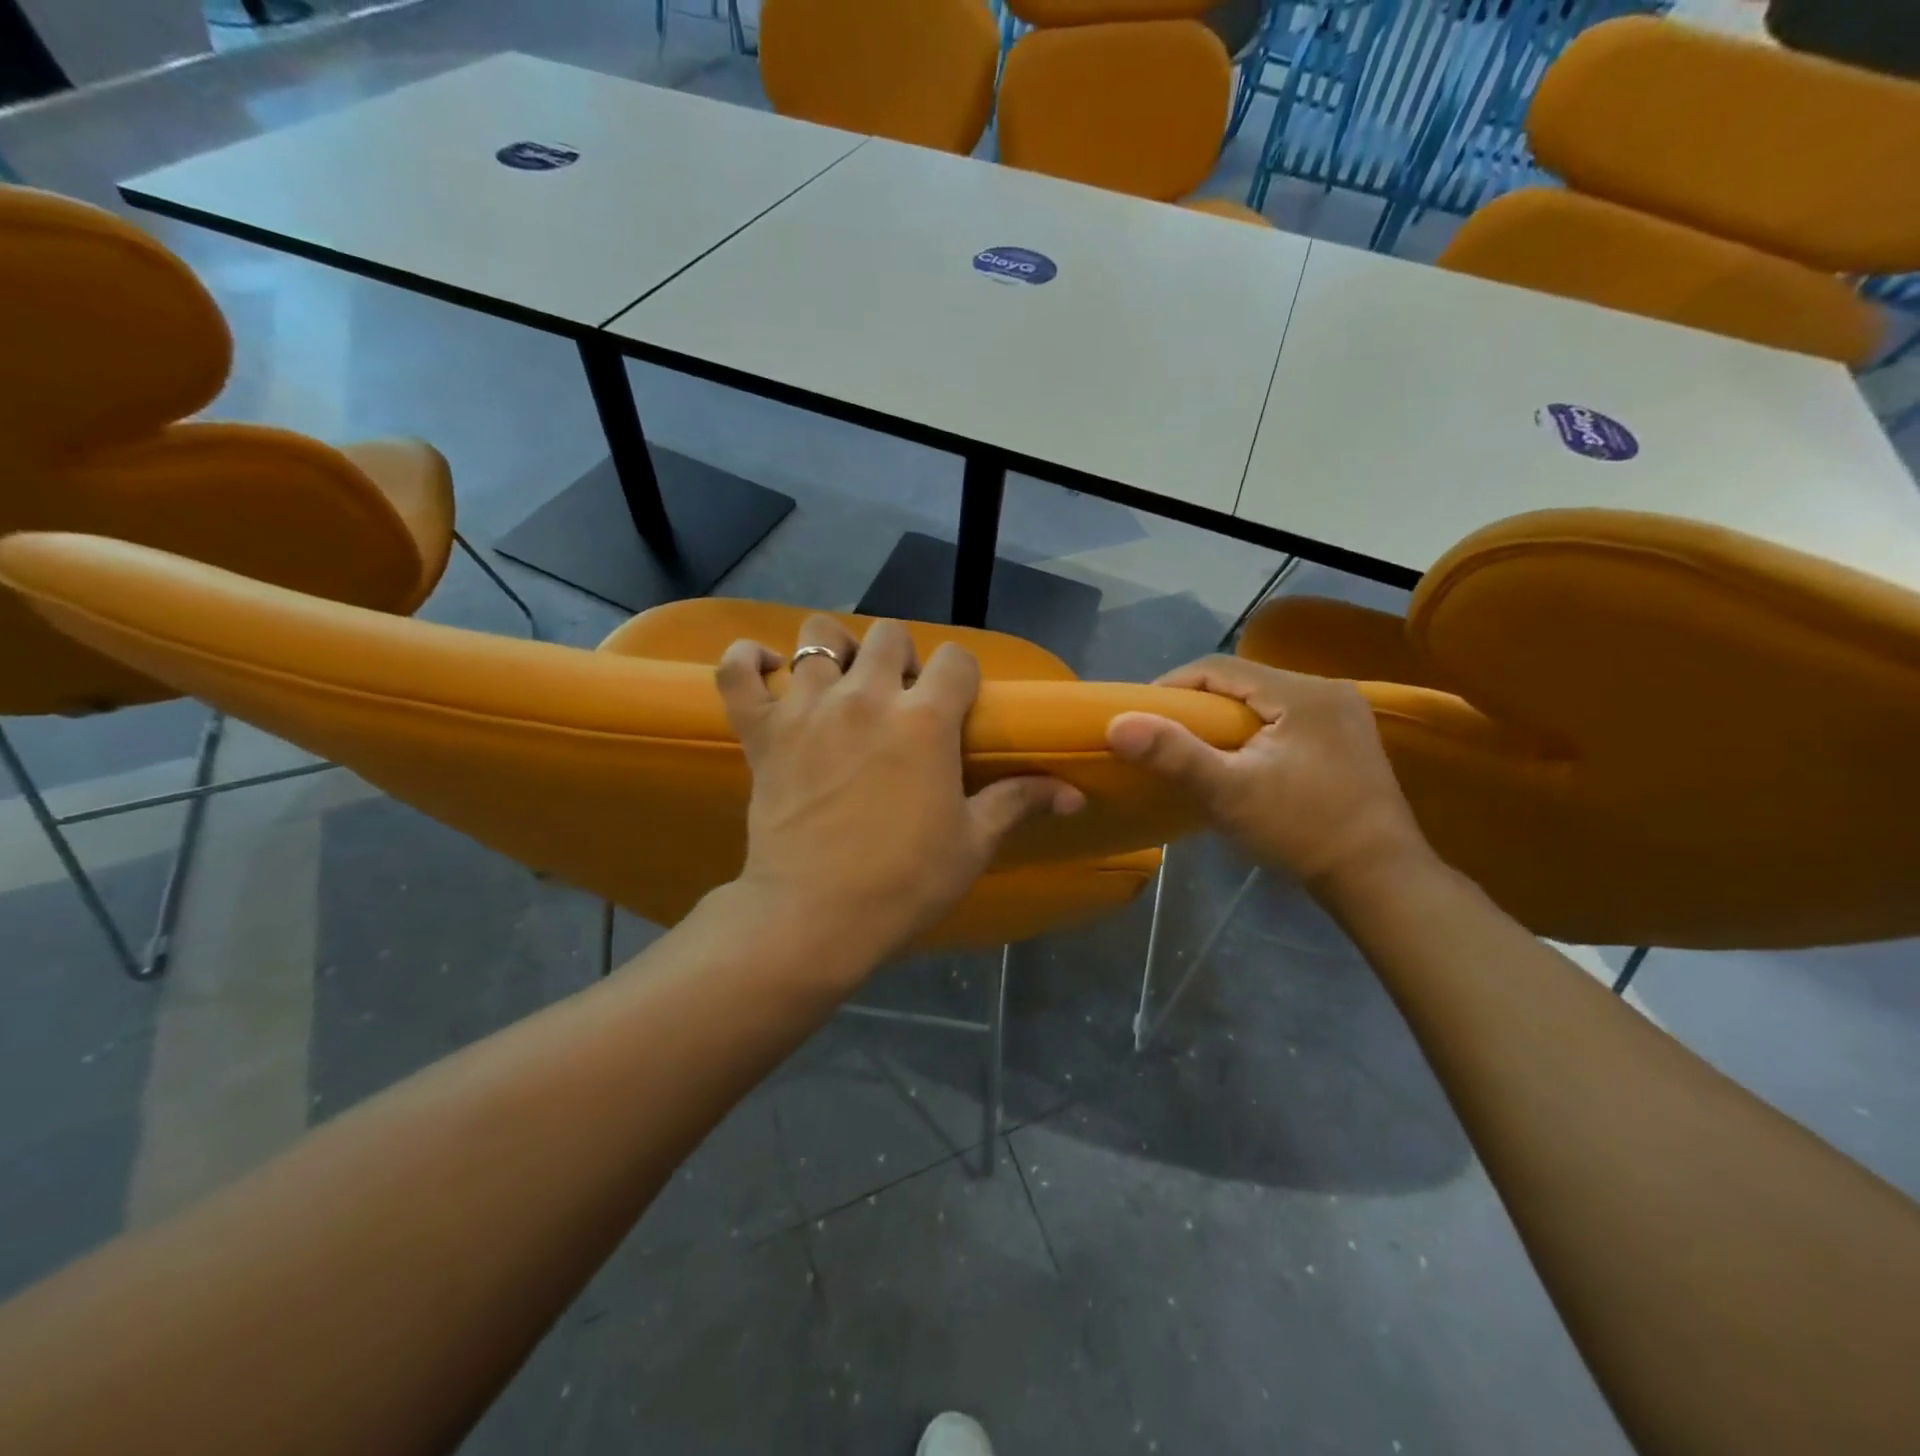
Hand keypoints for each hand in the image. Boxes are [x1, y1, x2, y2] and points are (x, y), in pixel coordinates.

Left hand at [716, 616, 1084, 969]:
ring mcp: (807, 708)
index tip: (957, 702)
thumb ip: (1020, 802)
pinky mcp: (761, 729)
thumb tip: (1075, 795)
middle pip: (889, 634)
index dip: (962, 675)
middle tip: (898, 697)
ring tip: (839, 679)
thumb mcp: (973, 843)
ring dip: (833, 648)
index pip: (956, 659)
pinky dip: (746, 660)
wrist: (814, 916)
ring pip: (817, 636)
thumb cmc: (904, 881)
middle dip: (901, 656)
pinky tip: (764, 668)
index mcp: (925, 719)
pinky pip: (737, 671)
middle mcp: (867, 696)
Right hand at [1106, 655, 1430, 897]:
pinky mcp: (1345, 739)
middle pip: (1243, 681)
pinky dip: (1251, 730)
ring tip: (1192, 747)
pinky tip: (1238, 758)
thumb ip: (1174, 754)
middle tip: (1162, 733)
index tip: (1141, 714)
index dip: (1173, 685)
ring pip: (1263, 699)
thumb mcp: (1229, 792)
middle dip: (1197, 703)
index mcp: (1302, 692)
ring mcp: (1342, 714)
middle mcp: (1327, 690)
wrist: (1379, 878)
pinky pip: (1284, 718)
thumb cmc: (1302, 829)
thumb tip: (1116, 723)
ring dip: (1224, 717)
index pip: (1220, 667)